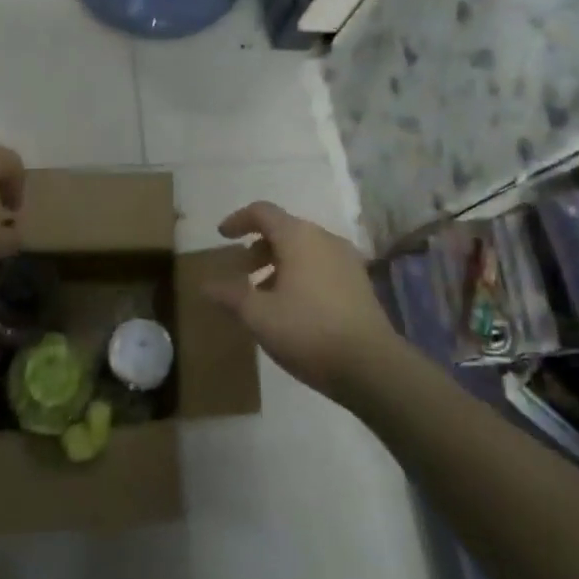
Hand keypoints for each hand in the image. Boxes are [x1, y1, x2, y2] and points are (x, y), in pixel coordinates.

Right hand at [205, 201, 395, 395]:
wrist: (371, 366)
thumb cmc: (308, 331)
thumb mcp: (258, 315)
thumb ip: (230, 295)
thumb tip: (206, 284)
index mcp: (298, 237)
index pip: (263, 212)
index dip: (239, 220)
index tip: (222, 235)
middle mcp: (325, 239)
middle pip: (285, 229)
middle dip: (258, 246)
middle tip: (241, 271)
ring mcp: (346, 260)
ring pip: (304, 249)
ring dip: (279, 263)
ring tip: (263, 294)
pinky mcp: (359, 283)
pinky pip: (321, 266)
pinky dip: (300, 274)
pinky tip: (292, 306)